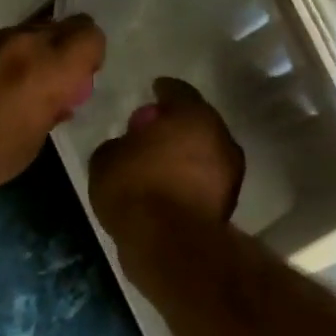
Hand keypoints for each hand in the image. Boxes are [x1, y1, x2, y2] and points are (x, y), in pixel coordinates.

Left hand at [0, 17, 106, 207]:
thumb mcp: (33, 143)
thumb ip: (54, 108)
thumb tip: (61, 96)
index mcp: (46, 67)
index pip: (90, 35)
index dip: (91, 56)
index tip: (79, 80)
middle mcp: (19, 43)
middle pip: (59, 27)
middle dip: (63, 50)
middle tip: (51, 84)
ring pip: (24, 34)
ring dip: (29, 55)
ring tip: (11, 91)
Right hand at [89, 78, 243, 246]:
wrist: (168, 244)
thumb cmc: (136, 188)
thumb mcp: (106, 159)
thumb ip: (120, 144)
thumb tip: (128, 146)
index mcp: (192, 115)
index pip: (177, 91)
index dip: (162, 90)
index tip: (153, 91)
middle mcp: (219, 137)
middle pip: (197, 122)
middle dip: (177, 125)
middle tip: (152, 131)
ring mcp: (229, 173)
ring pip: (205, 153)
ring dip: (186, 155)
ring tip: (159, 163)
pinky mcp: (227, 205)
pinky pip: (204, 182)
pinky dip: (190, 181)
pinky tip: (168, 188)